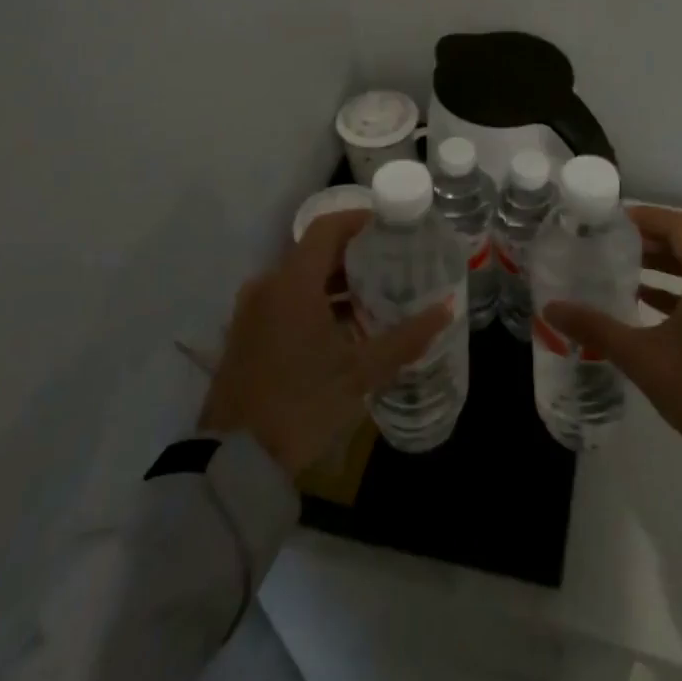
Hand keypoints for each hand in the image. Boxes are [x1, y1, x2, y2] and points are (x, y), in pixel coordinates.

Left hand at [198, 209, 446, 478]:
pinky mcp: (246, 334)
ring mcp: (252, 310)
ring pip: (300, 278)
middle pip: (315, 252)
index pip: (327, 228)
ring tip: (375, 297)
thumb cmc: (301, 404)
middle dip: (355, 254)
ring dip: (336, 282)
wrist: (234, 460)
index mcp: (292, 283)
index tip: (392, 228)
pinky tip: (344, 329)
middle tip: (393, 264)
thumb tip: (446, 309)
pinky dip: (315, 302)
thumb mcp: (360, 373)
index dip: (360, 220)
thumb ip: (405, 338)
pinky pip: (286, 300)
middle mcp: (268, 285)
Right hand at [544, 206, 681, 504]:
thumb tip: (550, 308)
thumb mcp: (643, 358)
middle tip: (609, 246)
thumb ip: (596, 327)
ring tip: (625, 273)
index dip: (644, 218)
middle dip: (650, 243)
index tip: (610, 222)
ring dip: (666, 267)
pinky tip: (650, 305)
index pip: (678, 226)